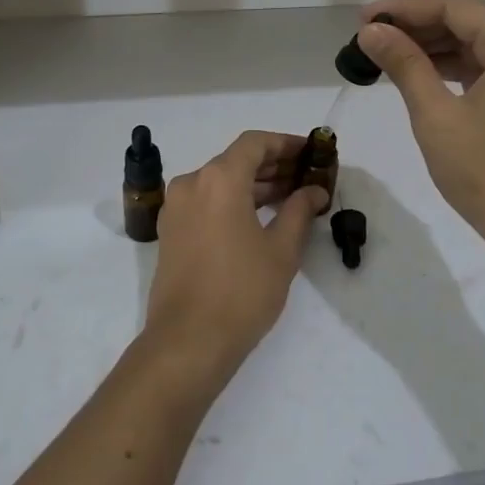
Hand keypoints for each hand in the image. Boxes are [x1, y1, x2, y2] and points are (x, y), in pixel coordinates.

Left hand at [143, 131, 328, 383]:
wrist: (188, 341)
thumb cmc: (241, 291)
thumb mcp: (281, 250)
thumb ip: (299, 210)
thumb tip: (314, 191)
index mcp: (219, 179)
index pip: (255, 143)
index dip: (285, 144)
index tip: (311, 153)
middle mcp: (192, 183)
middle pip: (236, 160)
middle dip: (273, 165)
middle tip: (306, 178)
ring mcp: (176, 207)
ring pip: (220, 181)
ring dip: (253, 185)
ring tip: (289, 198)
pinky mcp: (170, 231)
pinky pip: (206, 201)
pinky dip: (232, 201)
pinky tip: (259, 218)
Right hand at [357, 0, 484, 263]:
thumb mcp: (437, 117)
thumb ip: (404, 65)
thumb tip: (371, 31)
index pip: (454, 6)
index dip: (404, 8)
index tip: (362, 20)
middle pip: (466, 21)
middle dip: (415, 26)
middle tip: (368, 38)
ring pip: (474, 45)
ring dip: (431, 47)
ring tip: (384, 55)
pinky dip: (451, 69)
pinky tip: (418, 75)